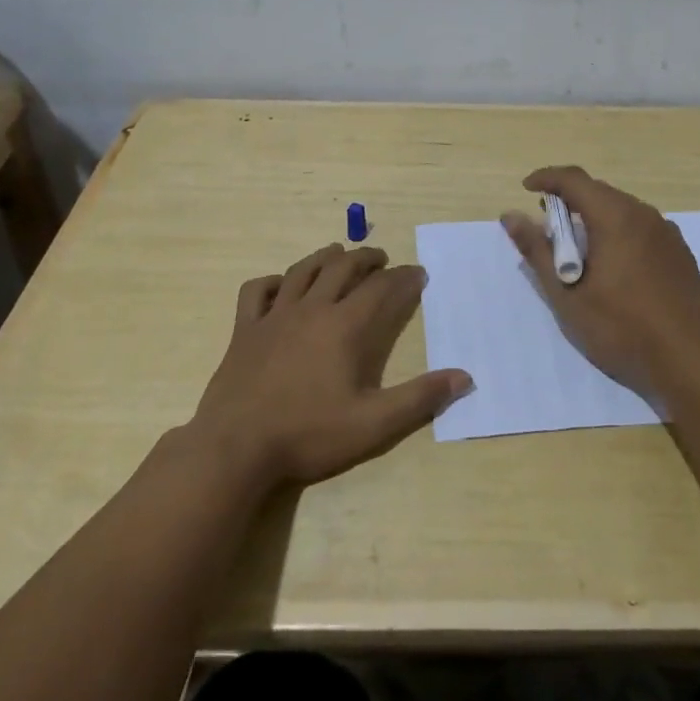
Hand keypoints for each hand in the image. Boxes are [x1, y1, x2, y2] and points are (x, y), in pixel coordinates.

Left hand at [189, 244, 472, 490]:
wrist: (235, 448)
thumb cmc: (308, 435)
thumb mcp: (373, 424)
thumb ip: (420, 398)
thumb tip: (464, 377)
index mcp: (344, 326)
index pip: (381, 288)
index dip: (403, 278)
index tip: (418, 273)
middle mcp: (311, 309)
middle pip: (342, 268)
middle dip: (366, 258)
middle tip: (382, 258)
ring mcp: (273, 316)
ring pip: (302, 270)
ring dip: (325, 257)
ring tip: (339, 252)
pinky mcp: (244, 330)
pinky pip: (256, 291)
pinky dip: (271, 281)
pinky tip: (280, 285)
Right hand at [502, 166, 699, 404]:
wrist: (691, 360)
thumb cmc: (622, 328)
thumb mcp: (568, 295)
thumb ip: (538, 251)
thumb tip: (511, 216)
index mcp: (615, 217)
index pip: (574, 179)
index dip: (546, 178)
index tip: (526, 189)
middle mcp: (644, 214)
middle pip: (599, 192)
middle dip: (569, 200)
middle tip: (548, 227)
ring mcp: (667, 232)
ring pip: (622, 209)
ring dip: (594, 218)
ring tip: (578, 250)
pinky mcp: (680, 252)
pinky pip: (641, 227)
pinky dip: (618, 232)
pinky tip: (614, 265)